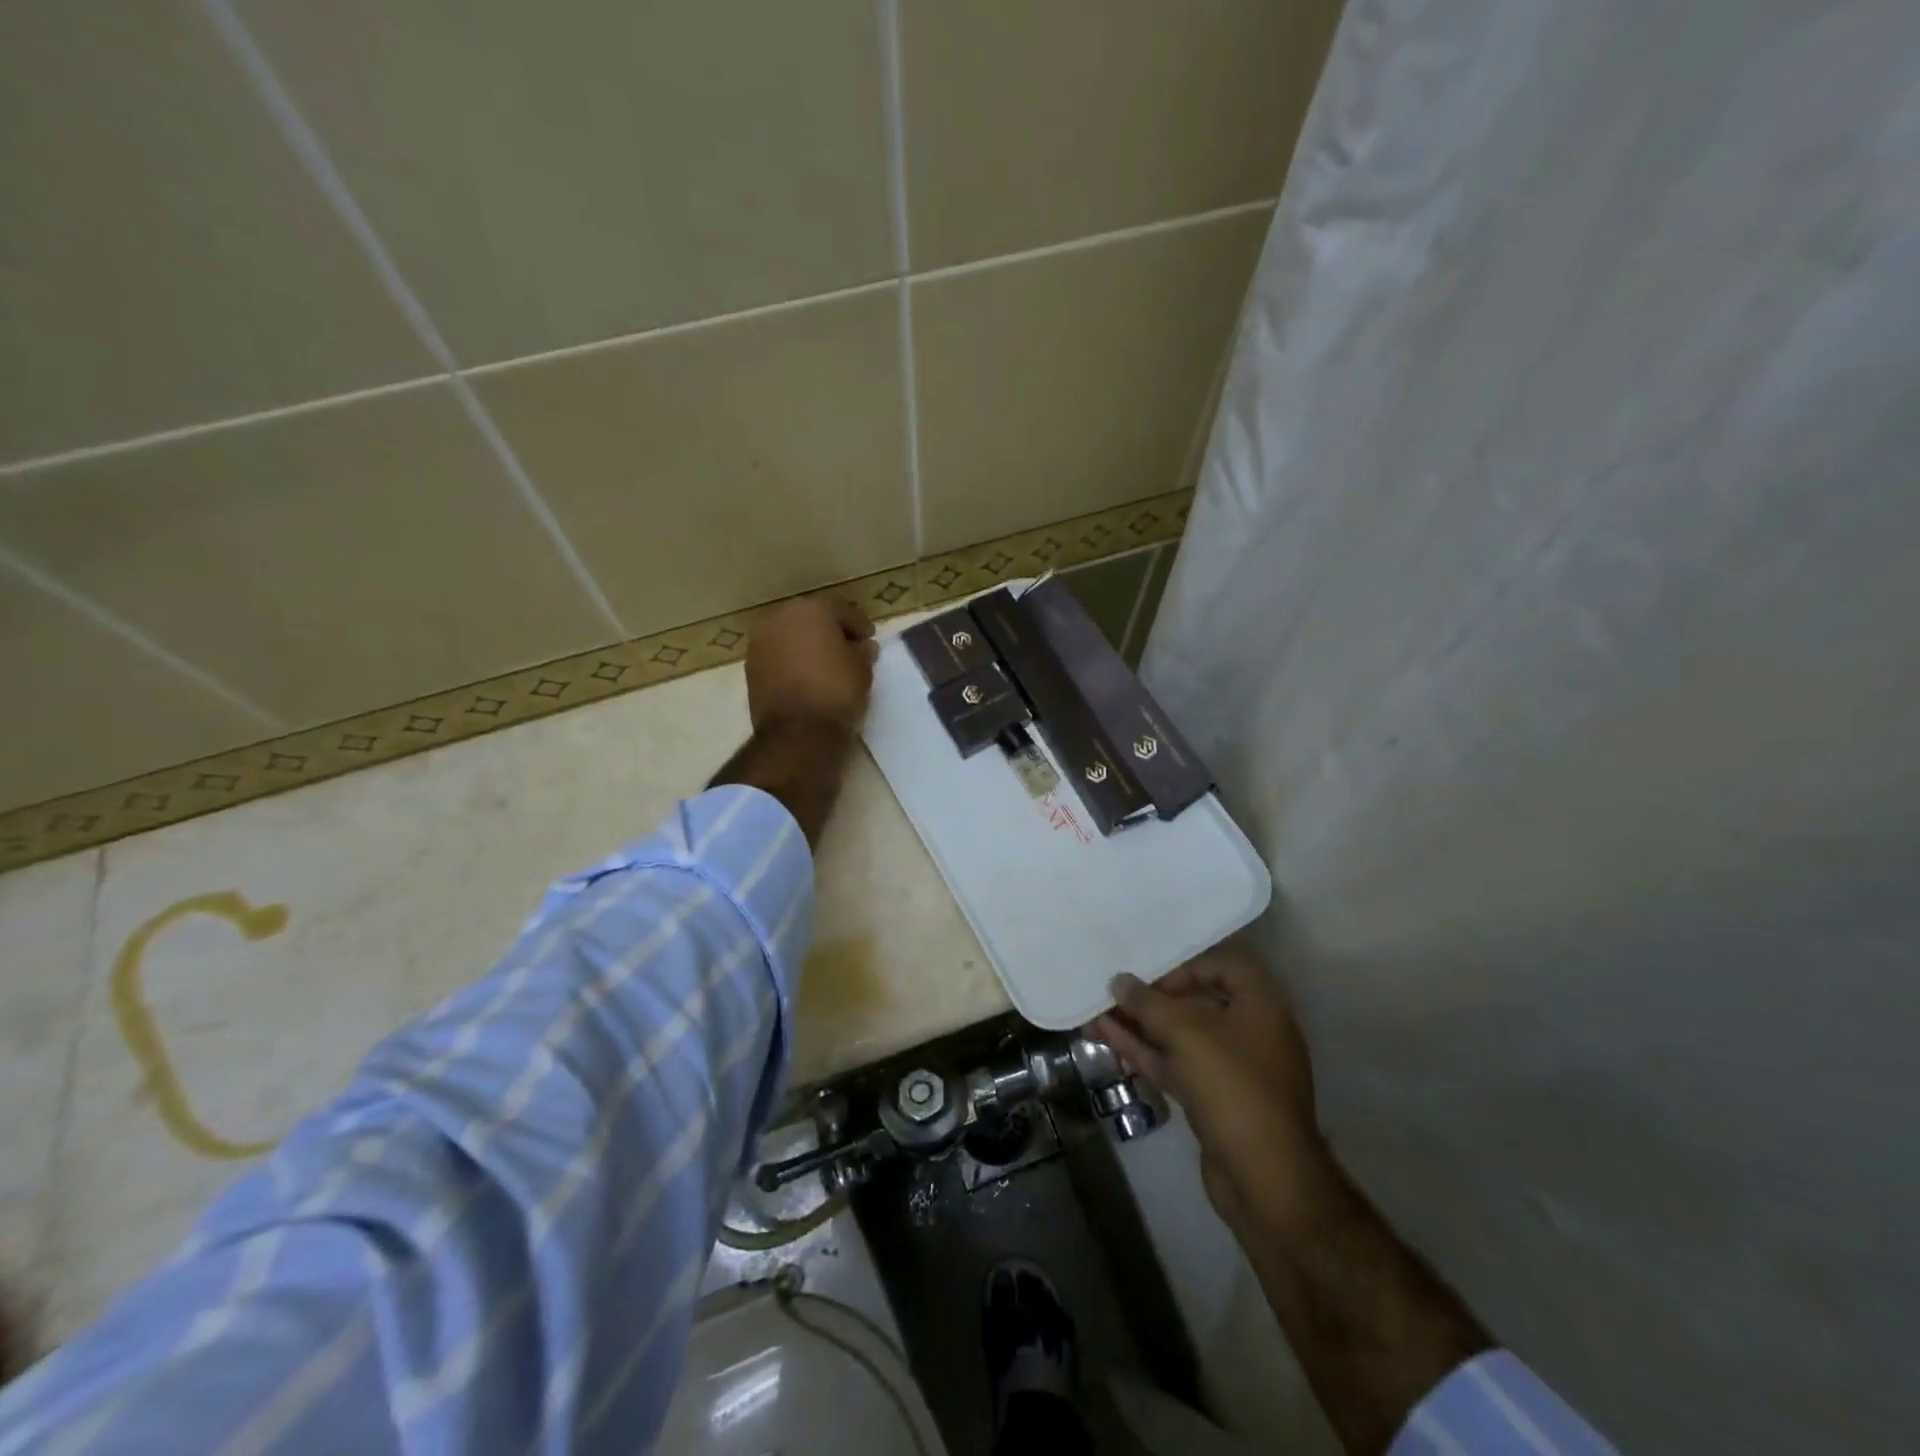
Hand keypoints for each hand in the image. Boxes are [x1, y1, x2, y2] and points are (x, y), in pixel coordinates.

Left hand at [745, 596, 877, 735]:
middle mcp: (780, 618)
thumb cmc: (837, 692)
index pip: (841, 611)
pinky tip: (807, 678)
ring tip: (827, 666)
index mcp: (811, 610)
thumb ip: (862, 652)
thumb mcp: (862, 670)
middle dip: (830, 632)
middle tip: (848, 650)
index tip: (869, 639)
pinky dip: (792, 662)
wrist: (798, 733)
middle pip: (811, 619)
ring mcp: (760, 643)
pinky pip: (778, 657)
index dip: (859, 625)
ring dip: (807, 647)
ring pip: (791, 637)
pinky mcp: (750, 669)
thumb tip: (862, 647)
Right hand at [1093, 941, 1327, 1231]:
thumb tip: (1119, 981)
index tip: (1152, 978)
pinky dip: (1147, 1053)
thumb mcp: (1186, 1034)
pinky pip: (1178, 1065)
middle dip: (1153, 1000)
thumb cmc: (1232, 1087)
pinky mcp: (1215, 1100)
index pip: (1223, 967)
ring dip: (1142, 1027)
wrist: (1265, 1179)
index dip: (1185, 967)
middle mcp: (1252, 1032)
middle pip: (1198, 1002)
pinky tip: (1110, 1042)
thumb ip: (1148, 1004)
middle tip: (1113, 995)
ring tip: (1097, 1016)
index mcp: (1261, 1006)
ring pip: (1182, 1037)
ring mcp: (1233, 1069)